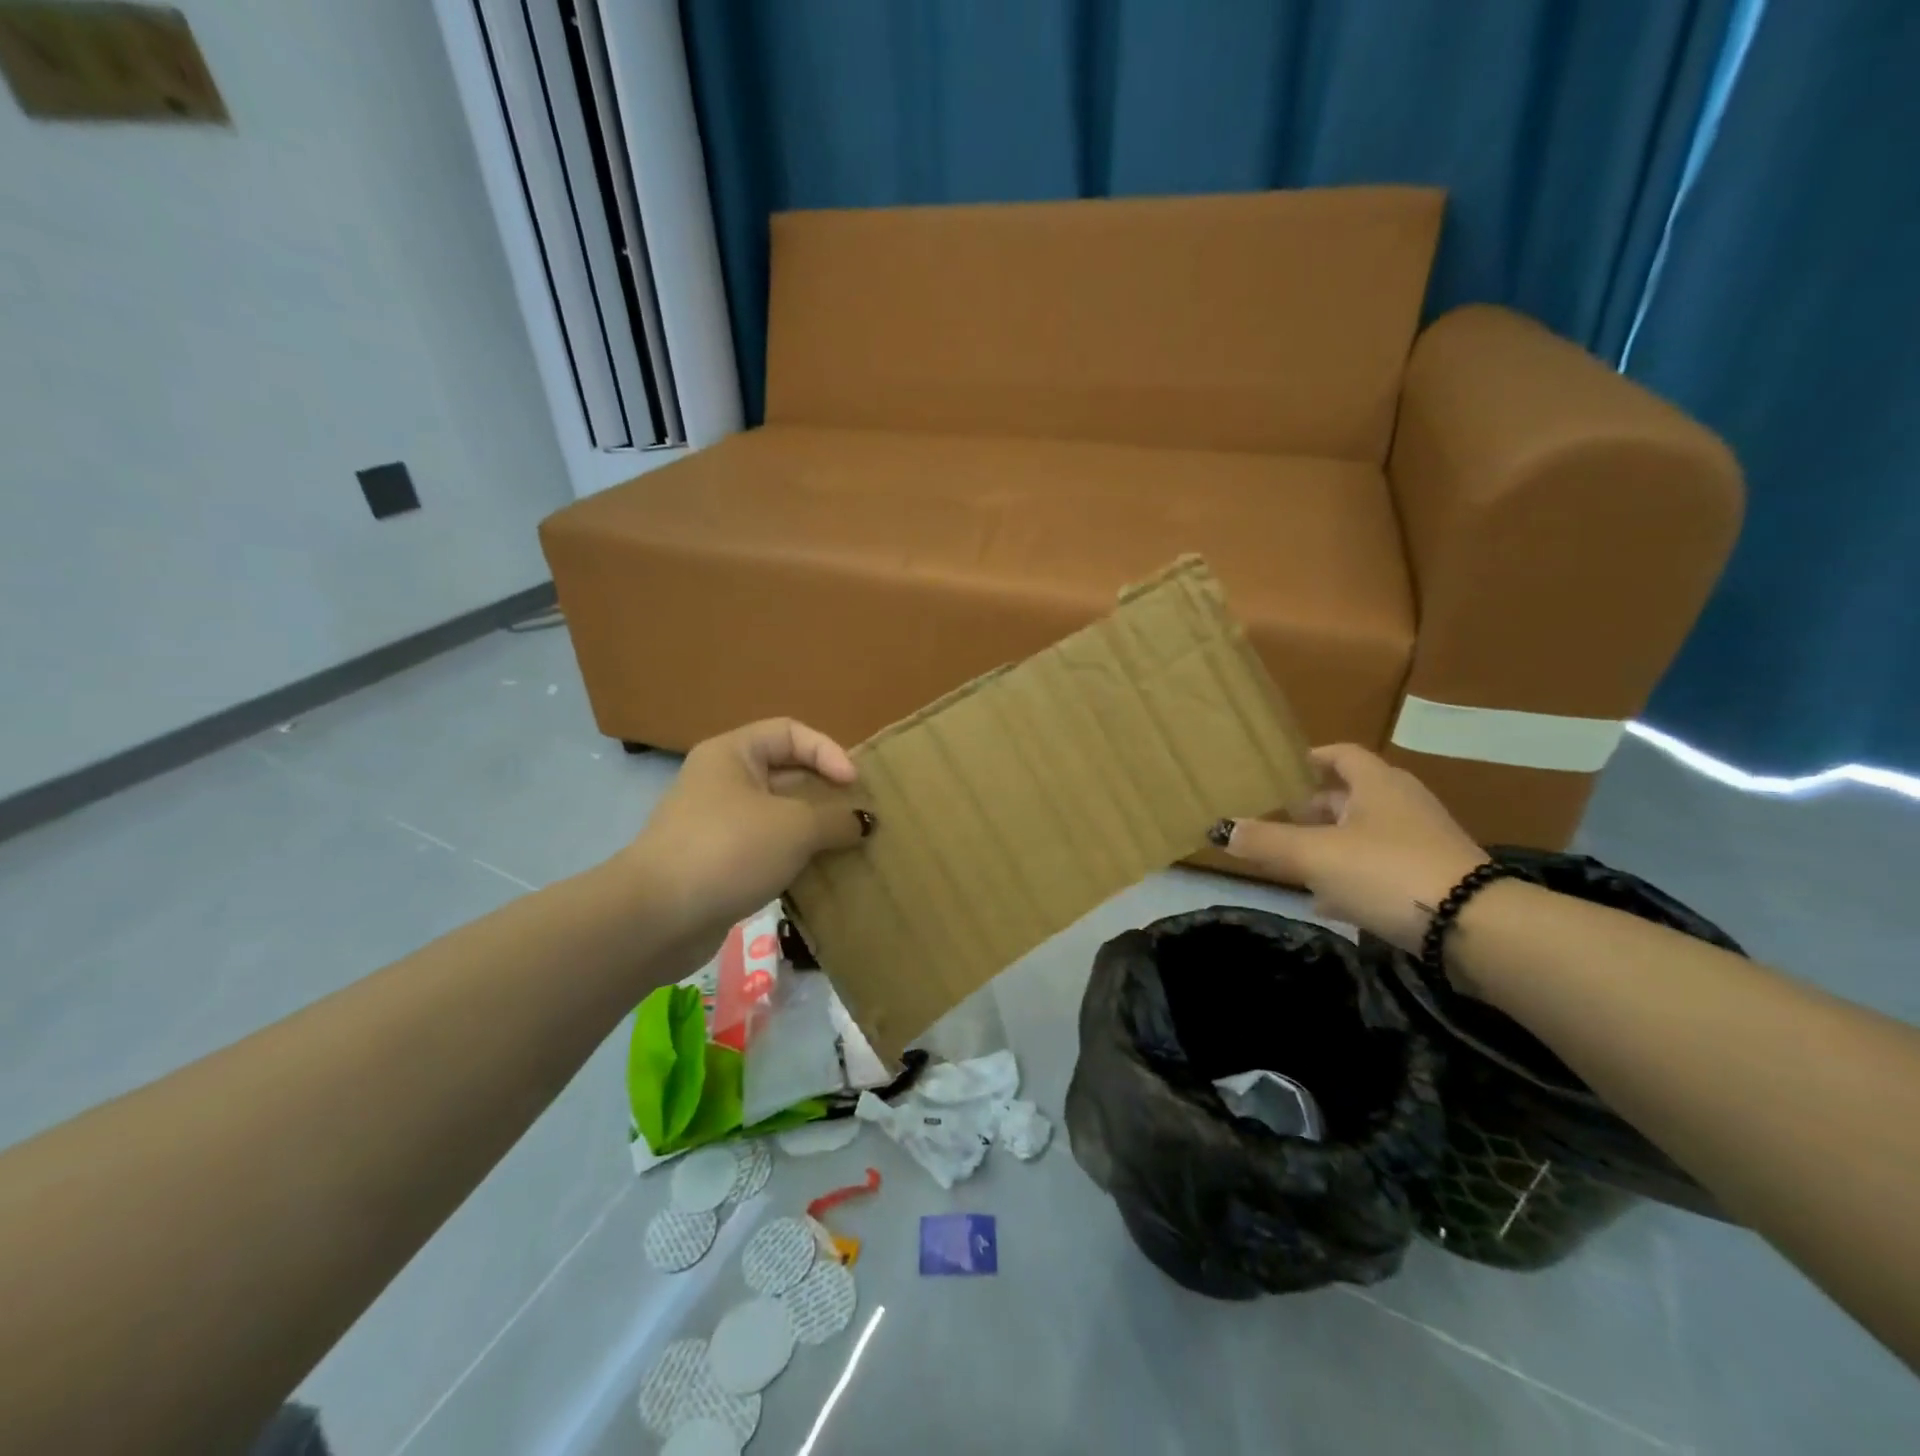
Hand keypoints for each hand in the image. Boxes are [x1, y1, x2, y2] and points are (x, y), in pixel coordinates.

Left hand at [626, 719, 871, 954]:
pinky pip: (767, 848)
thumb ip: (836, 819)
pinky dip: (794, 857)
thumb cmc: (729, 850)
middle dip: (825, 793)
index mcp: (733, 754)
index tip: (852, 784)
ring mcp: (718, 824)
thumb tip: (864, 823)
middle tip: (860, 818)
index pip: (790, 732)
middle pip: (786, 773)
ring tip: (848, 847)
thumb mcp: (794, 827)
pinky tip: (820, 875)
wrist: (657, 917)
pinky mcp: (719, 863)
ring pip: (778, 815)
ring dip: (814, 830)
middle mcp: (723, 781)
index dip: (827, 751)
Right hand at [1213, 743, 1485, 950]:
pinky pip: (1382, 868)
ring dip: (1332, 843)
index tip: (1287, 767)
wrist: (1475, 928)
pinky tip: (1328, 902)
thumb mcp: (1315, 855)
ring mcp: (1423, 843)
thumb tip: (1222, 829)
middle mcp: (1403, 805)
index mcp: (1378, 785)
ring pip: (1366, 834)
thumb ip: (1267, 842)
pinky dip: (1352, 877)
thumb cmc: (1387, 871)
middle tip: (1281, 818)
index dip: (1314, 758)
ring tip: (1296, 861)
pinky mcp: (1434, 880)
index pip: (1343, 755)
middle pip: (1353, 796)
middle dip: (1316, 807)